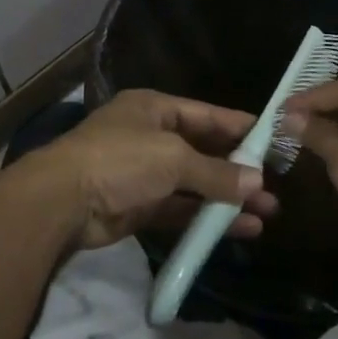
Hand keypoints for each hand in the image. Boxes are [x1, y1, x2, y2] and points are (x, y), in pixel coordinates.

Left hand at [5, 90, 275, 251]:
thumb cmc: (120, 160)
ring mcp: (143, 173)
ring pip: (194, 183)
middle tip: (275, 184)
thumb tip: (257, 183)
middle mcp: (150, 137)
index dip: (239, 126)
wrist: (62, 201)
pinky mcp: (139, 207)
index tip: (273, 139)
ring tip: (267, 212)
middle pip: (202, 150)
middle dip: (237, 168)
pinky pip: (181, 210)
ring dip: (227, 197)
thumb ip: (215, 172)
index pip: (206, 114)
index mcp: (154, 109)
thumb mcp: (172, 158)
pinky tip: (240, 229)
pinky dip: (207, 218)